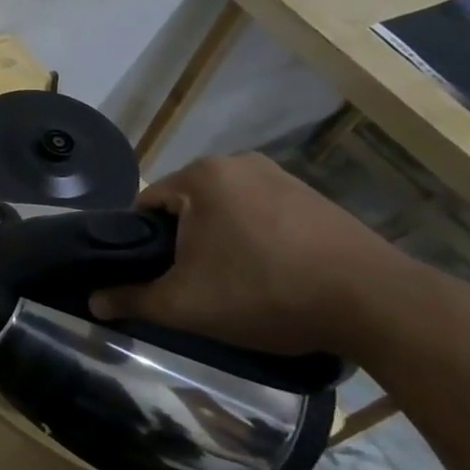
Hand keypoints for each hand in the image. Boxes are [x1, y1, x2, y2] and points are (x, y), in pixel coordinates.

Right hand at [89, 153, 418, 355]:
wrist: (376, 303)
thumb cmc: (264, 292)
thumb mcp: (185, 304)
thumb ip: (131, 299)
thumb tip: (92, 302)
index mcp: (201, 176)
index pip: (145, 204)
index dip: (139, 244)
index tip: (151, 278)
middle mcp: (238, 164)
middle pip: (186, 207)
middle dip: (182, 244)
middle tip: (192, 287)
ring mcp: (282, 178)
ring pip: (225, 212)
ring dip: (219, 243)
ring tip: (232, 286)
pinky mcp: (315, 199)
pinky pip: (262, 216)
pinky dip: (255, 242)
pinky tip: (270, 277)